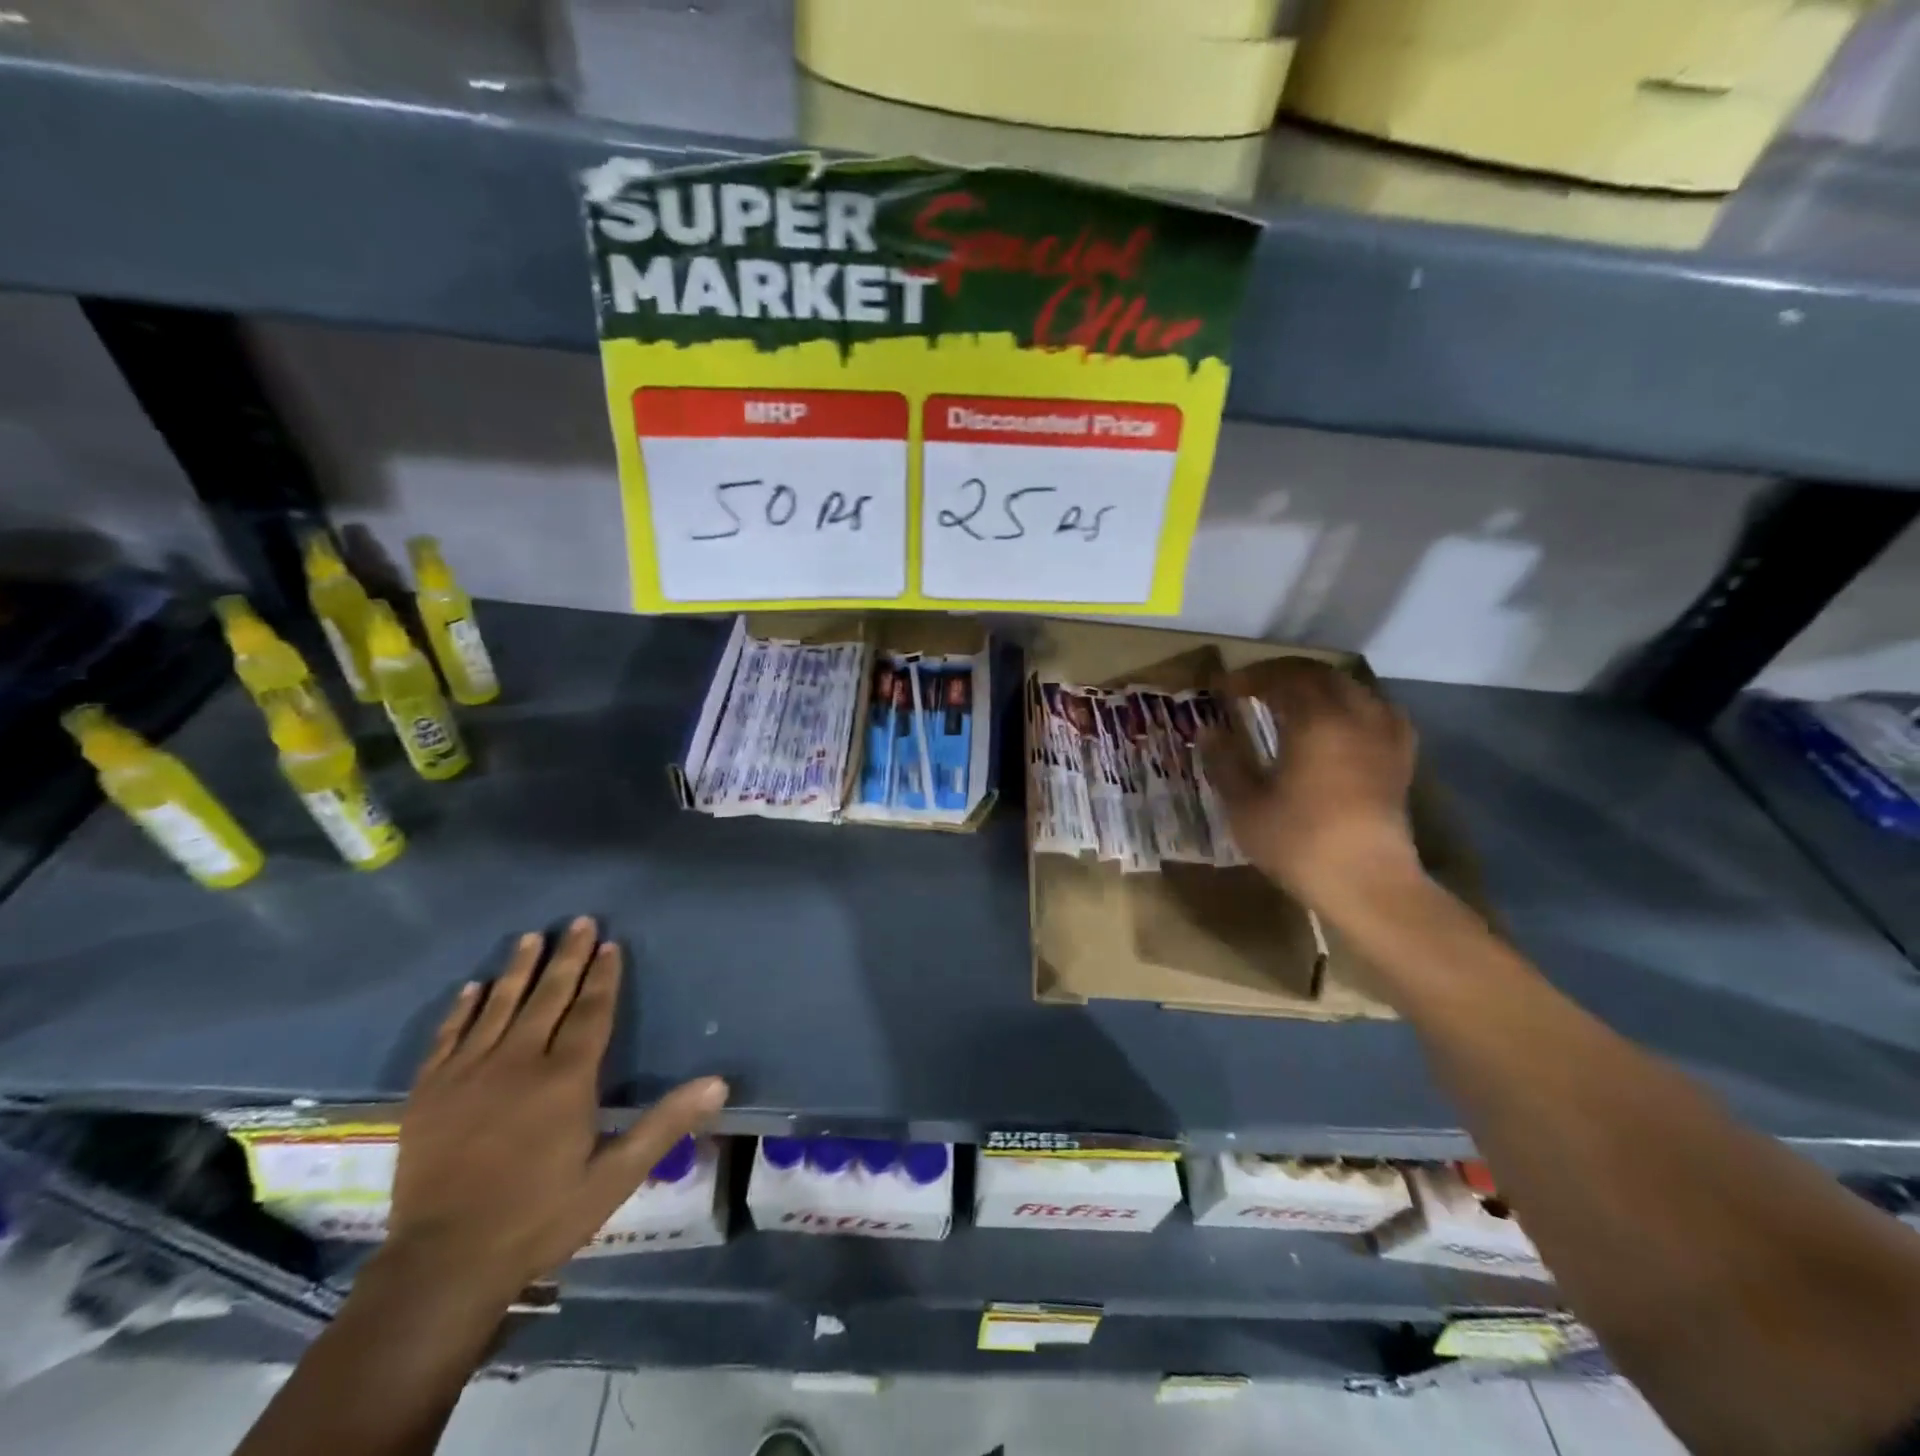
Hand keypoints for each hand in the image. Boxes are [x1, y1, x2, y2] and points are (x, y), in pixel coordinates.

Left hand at [384, 917, 727, 1303]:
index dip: (603, 976)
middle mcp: (518, 1063)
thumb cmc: (539, 1217)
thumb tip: (718, 1083)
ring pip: (498, 1007)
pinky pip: (448, 1037)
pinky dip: (462, 1010)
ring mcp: (468, 1075)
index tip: (610, 943)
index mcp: (565, 1079)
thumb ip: (665, 1124)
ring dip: (517, 970)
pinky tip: (472, 988)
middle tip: (578, 922)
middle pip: (548, 997)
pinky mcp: (430, 1093)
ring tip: (530, 938)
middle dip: (567, 957)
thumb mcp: (615, 1177)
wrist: (442, 1267)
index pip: (591, 1012)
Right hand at [1203, 659, 1421, 913]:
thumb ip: (1224, 762)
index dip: (1249, 677)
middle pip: (1319, 675)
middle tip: (1253, 688)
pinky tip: (1341, 723)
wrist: (1367, 883)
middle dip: (1283, 675)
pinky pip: (1378, 712)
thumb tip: (1208, 731)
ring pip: (1352, 689)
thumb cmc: (1299, 841)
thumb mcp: (1245, 805)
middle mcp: (1354, 716)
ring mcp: (1383, 736)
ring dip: (1318, 686)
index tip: (1223, 687)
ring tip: (1294, 701)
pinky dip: (1353, 706)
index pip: (1281, 679)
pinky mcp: (1400, 759)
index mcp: (1314, 720)